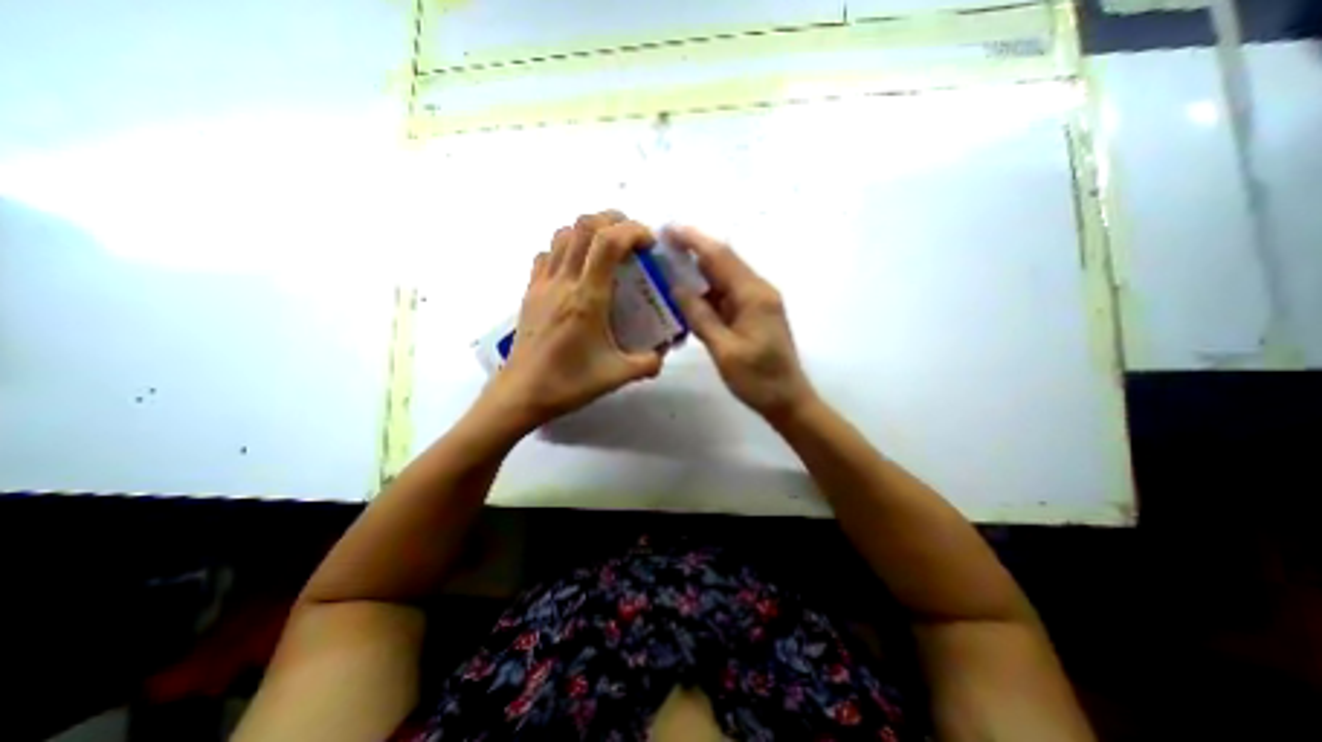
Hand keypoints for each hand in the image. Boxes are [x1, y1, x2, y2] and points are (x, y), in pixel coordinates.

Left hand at [484, 208, 666, 428]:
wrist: (521, 393)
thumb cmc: (568, 383)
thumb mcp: (617, 375)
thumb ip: (647, 363)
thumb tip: (662, 355)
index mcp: (587, 297)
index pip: (609, 242)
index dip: (633, 231)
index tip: (649, 244)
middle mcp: (563, 281)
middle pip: (585, 225)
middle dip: (614, 220)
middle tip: (632, 240)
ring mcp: (543, 284)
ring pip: (563, 234)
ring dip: (589, 231)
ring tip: (607, 250)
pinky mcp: (530, 292)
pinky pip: (547, 254)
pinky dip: (566, 248)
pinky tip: (577, 269)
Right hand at [672, 224, 816, 423]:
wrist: (788, 400)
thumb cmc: (758, 379)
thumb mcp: (724, 350)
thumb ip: (700, 316)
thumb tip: (677, 287)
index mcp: (754, 295)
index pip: (720, 257)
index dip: (693, 240)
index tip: (667, 229)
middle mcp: (758, 290)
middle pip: (723, 261)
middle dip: (694, 250)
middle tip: (662, 246)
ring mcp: (758, 302)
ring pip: (724, 277)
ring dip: (699, 270)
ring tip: (669, 267)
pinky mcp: (755, 313)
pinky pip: (728, 294)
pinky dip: (707, 291)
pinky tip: (688, 294)